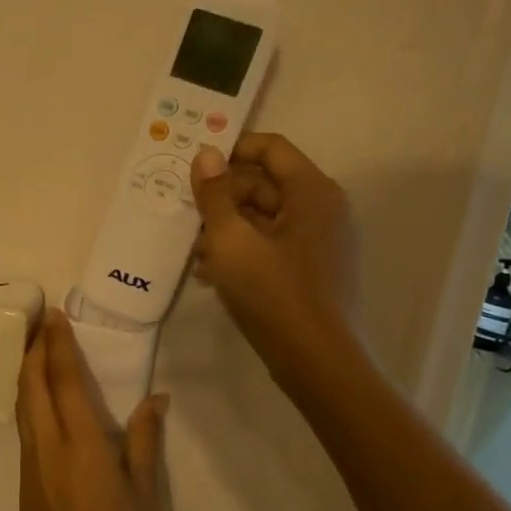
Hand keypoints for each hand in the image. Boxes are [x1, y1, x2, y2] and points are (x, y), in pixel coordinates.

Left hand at [15, 311, 168, 510]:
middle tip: (41, 322)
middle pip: (31, 387)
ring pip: (21, 408)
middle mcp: (47, 449)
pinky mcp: (25, 486)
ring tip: (36, 350)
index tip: (55, 315)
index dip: (58, 345)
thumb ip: (145, 440)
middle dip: (33, 350)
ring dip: (26, 374)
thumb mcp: (148, 494)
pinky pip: (23, 430)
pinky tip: (41, 402)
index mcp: (81, 446)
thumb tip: (156, 397)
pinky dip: (28, 402)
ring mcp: (30, 468)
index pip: (64, 382)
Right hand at [189, 133, 360, 385]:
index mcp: (312, 192)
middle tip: (187, 219)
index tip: (194, 166)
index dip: (231, 150)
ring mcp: (321, 241)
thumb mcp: (231, 241)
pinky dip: (243, 251)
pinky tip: (214, 274)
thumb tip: (205, 154)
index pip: (271, 148)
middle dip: (223, 198)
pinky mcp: (313, 269)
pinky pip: (272, 245)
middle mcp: (323, 209)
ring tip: (197, 255)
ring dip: (227, 228)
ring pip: (264, 218)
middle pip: (265, 184)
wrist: (317, 362)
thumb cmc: (274, 294)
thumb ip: (215, 195)